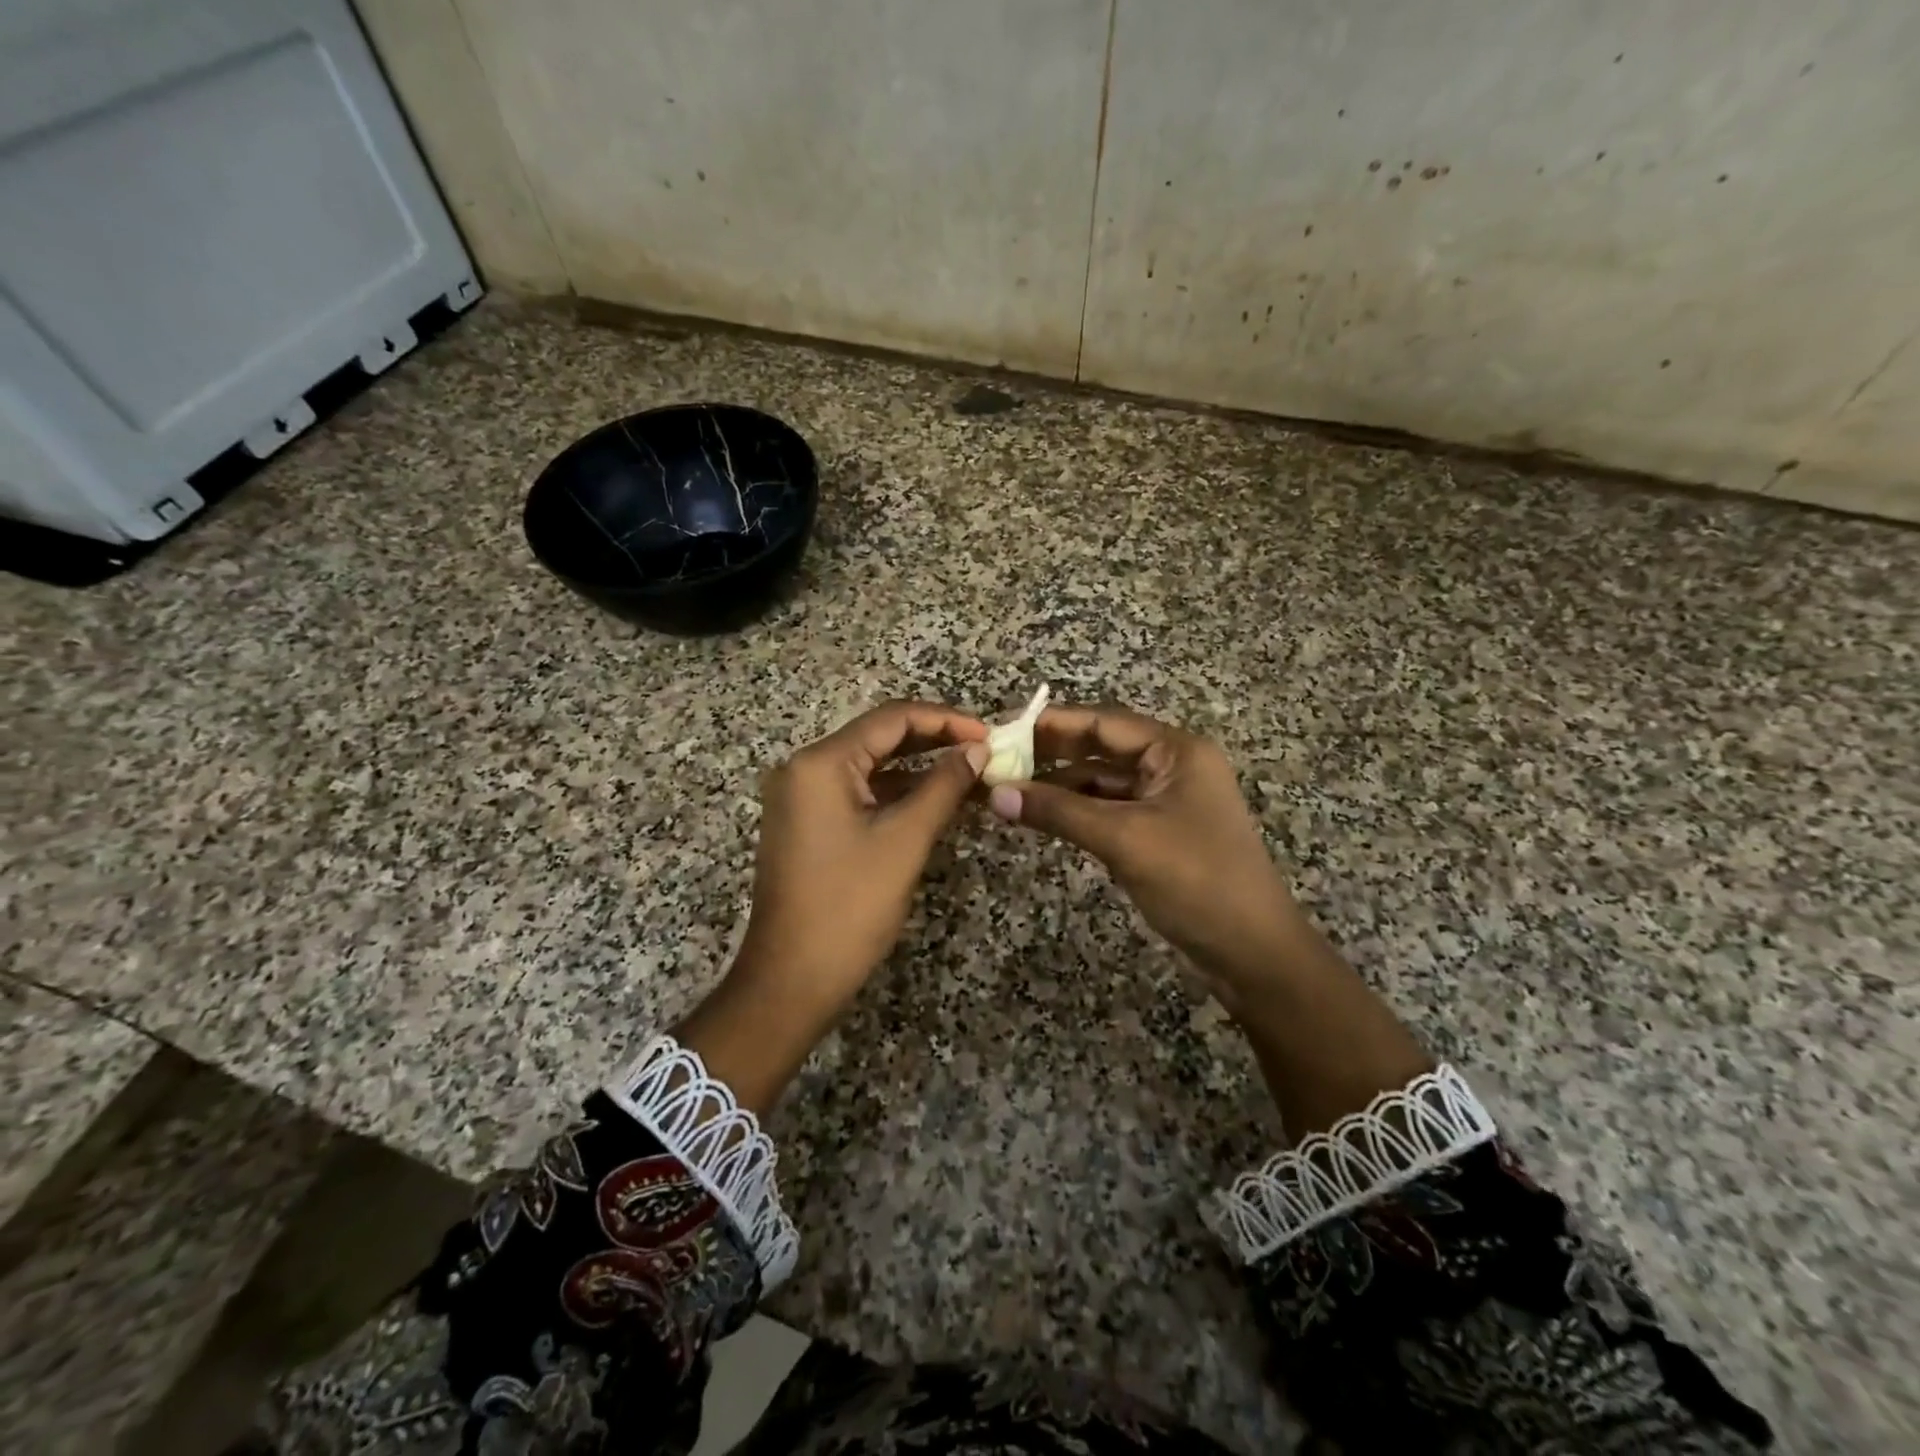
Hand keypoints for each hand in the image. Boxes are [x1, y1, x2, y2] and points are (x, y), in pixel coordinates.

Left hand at [679, 702, 987, 1110]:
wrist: (791, 980)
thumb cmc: (849, 907)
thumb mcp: (904, 841)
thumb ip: (944, 787)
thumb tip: (978, 751)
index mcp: (821, 763)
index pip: (891, 719)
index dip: (945, 720)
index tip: (989, 735)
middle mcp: (804, 769)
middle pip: (879, 738)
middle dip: (933, 741)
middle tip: (984, 751)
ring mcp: (802, 797)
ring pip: (870, 767)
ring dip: (918, 768)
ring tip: (970, 773)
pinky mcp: (807, 824)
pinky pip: (858, 793)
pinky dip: (896, 794)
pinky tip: (935, 800)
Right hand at [986, 703, 1300, 1008]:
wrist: (1253, 952)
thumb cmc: (1196, 880)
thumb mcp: (1124, 839)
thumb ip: (1058, 812)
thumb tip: (994, 794)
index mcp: (1176, 751)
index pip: (1104, 722)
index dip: (1051, 723)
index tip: (1002, 729)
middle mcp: (1171, 766)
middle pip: (1101, 748)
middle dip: (1051, 754)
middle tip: (997, 760)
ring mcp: (1165, 801)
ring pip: (1101, 782)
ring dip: (1059, 786)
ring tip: (1007, 790)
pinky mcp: (1157, 833)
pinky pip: (1108, 810)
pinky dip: (1075, 812)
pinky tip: (1039, 817)